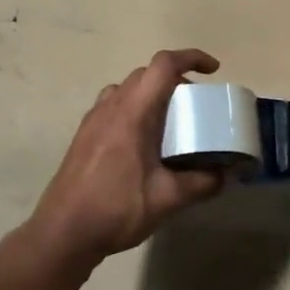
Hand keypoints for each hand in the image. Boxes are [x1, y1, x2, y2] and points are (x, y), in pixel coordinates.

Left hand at [32, 49, 227, 263]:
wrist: (63, 231)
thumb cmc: (116, 208)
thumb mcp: (167, 199)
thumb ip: (201, 183)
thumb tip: (227, 175)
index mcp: (133, 112)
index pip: (163, 65)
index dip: (191, 57)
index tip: (213, 70)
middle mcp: (111, 106)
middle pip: (146, 74)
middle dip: (175, 80)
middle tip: (195, 106)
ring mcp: (94, 119)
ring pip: (127, 89)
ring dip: (151, 94)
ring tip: (169, 123)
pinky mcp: (84, 135)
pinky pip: (113, 106)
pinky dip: (134, 109)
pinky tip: (142, 143)